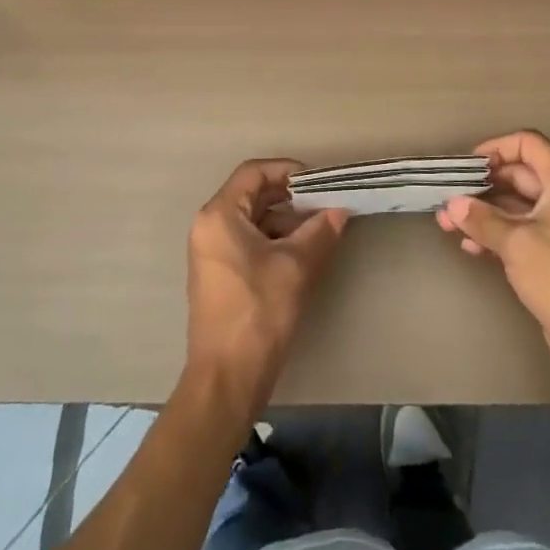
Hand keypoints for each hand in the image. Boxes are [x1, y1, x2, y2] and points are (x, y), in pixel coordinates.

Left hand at [186, 159, 347, 420]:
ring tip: (321, 228)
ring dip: (286, 220)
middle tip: (326, 203)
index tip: (319, 182)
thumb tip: (339, 211)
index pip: (254, 172)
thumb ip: (319, 231)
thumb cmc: (258, 313)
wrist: (227, 378)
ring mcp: (211, 252)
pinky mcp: (220, 274)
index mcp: (220, 215)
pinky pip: (248, 241)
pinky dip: (275, 240)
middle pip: (252, 194)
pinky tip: (303, 251)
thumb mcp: (296, 267)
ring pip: (253, 219)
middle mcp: (209, 226)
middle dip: (291, 196)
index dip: (288, 171)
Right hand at [438, 130, 549, 388]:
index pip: (528, 144)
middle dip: (482, 186)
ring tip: (447, 224)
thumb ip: (482, 219)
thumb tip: (453, 204)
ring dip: (484, 212)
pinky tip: (470, 246)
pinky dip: (496, 234)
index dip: (496, 148)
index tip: (467, 167)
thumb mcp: (516, 243)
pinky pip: (521, 232)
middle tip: (448, 199)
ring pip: (516, 206)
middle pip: (519, 175)